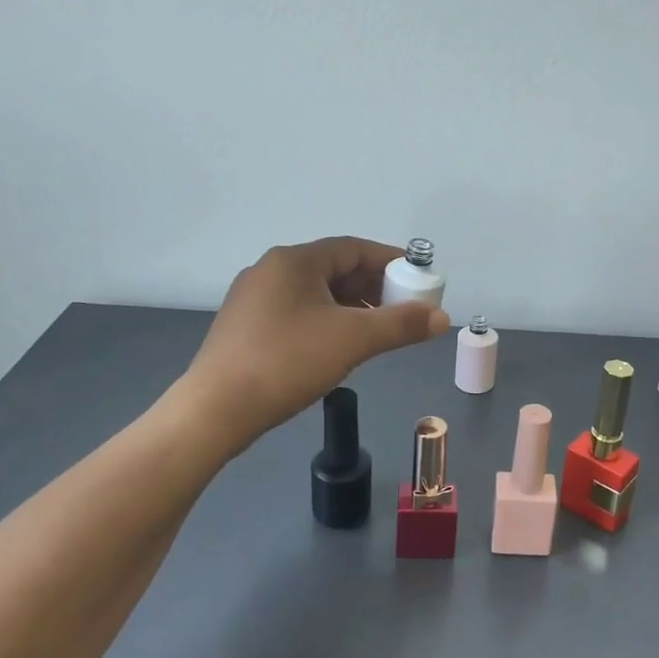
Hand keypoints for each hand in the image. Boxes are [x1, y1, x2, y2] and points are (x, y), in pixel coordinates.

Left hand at [181, 237, 449, 450]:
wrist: (216, 410)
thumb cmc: (288, 361)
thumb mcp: (353, 340)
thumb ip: (401, 325)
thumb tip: (442, 317)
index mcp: (294, 260)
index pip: (353, 248)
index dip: (390, 260)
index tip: (418, 277)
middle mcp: (270, 270)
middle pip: (334, 268)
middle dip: (373, 286)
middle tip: (402, 309)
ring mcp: (253, 299)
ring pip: (315, 293)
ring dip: (351, 306)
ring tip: (376, 331)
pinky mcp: (245, 327)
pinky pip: (297, 312)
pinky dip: (326, 320)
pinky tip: (338, 347)